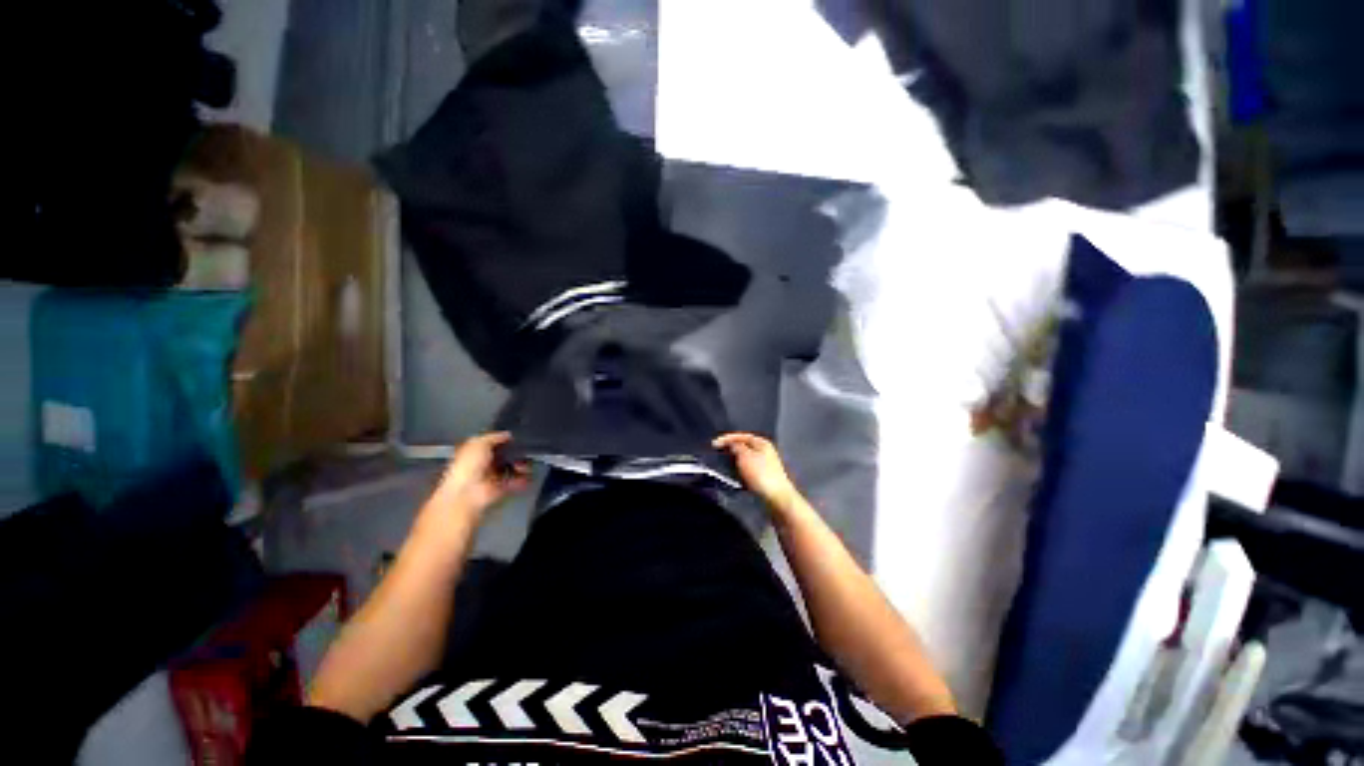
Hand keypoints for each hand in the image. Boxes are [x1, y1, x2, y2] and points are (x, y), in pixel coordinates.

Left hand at [435, 432, 531, 517]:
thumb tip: (507, 434)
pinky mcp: (500, 488)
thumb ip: (493, 437)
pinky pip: (515, 482)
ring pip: (510, 468)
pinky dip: (523, 479)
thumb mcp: (478, 443)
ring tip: (527, 463)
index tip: (515, 437)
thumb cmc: (468, 466)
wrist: (467, 493)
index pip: (491, 443)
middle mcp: (483, 464)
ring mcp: (492, 477)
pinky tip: (528, 474)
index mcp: (474, 452)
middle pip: (503, 456)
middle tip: (524, 451)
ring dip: (520, 465)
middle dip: (515, 453)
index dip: (503, 440)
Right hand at [713, 433, 799, 509]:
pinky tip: (734, 475)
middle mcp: (765, 451)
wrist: (777, 498)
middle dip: (730, 449)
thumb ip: (736, 447)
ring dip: (734, 461)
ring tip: (723, 463)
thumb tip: (731, 444)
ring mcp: (765, 465)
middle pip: (744, 446)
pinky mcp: (764, 477)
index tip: (714, 443)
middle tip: (717, 452)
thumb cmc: (761, 474)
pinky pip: (748, 470)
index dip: (727, 438)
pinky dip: (739, 471)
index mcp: (762, 443)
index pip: (742, 436)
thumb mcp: (745, 456)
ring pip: (745, 459)